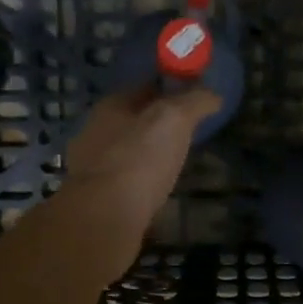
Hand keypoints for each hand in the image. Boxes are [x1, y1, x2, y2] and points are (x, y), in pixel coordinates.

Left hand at [58, 85, 219, 266]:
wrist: (104, 216)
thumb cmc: (139, 159)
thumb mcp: (174, 120)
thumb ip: (194, 102)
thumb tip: (212, 95)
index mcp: (110, 106)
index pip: (143, 88)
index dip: (169, 90)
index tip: (192, 99)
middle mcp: (94, 132)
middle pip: (131, 120)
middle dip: (155, 124)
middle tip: (186, 133)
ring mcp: (90, 167)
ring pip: (124, 151)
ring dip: (145, 154)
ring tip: (172, 163)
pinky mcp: (94, 198)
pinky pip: (123, 181)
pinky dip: (138, 182)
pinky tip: (154, 191)